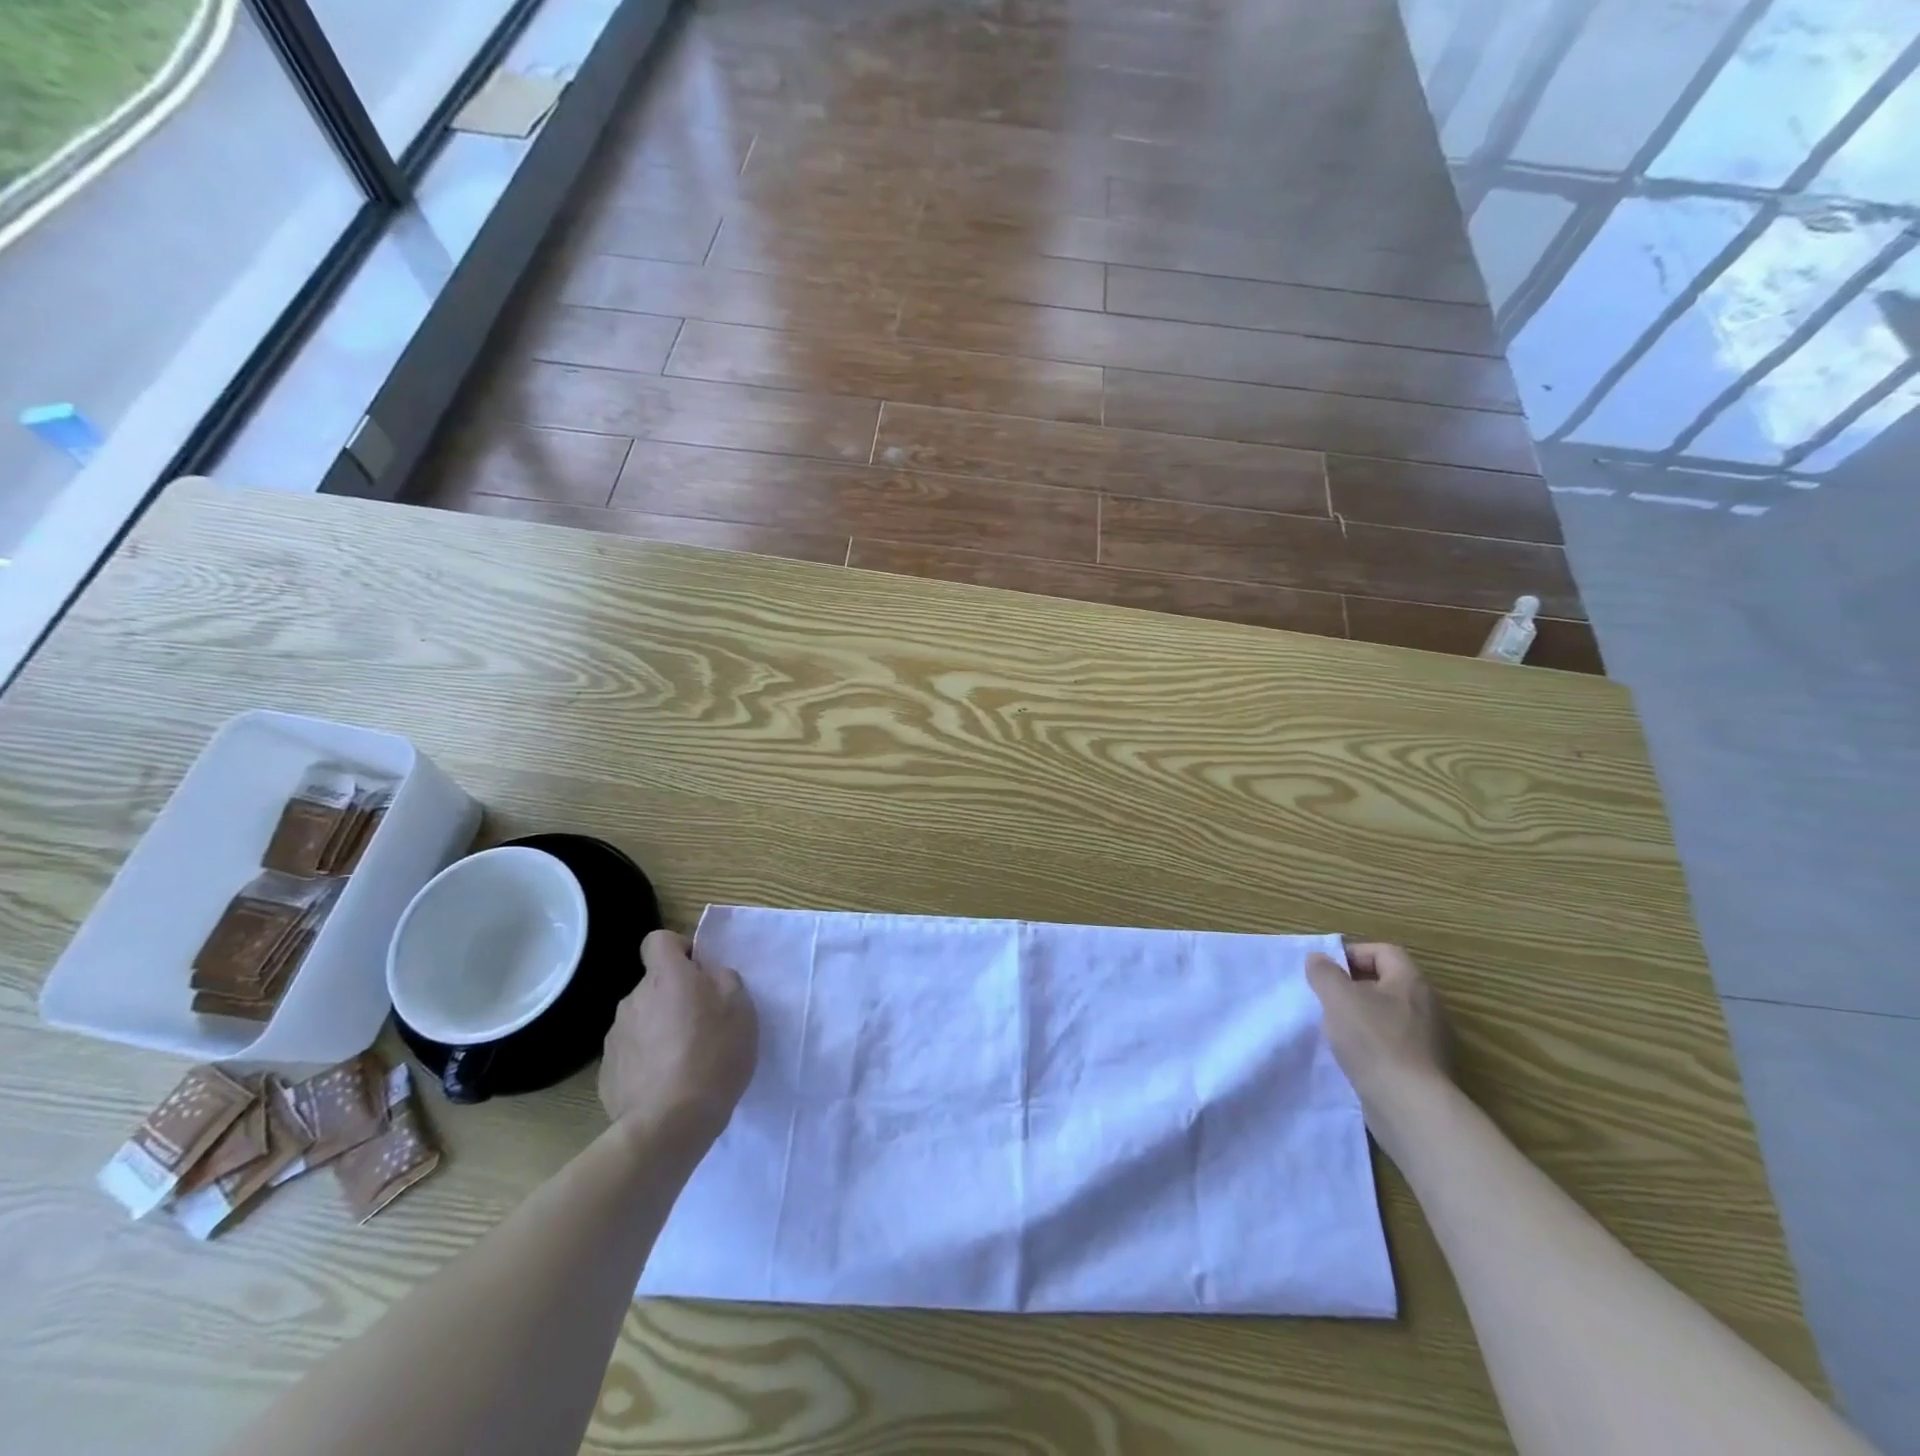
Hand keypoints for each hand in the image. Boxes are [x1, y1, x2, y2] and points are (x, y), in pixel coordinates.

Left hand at [599, 930, 757, 1145]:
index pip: (658, 940)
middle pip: (653, 985)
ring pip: (642, 1019)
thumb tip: (707, 977)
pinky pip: (631, 1054)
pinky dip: (646, 1061)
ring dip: (659, 1030)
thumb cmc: (714, 1054)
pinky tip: (665, 1084)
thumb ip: (723, 979)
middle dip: (673, 997)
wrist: (670, 1123)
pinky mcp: (607, 1073)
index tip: (698, 972)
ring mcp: (615, 1037)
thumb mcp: (741, 1007)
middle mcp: (633, 999)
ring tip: (684, 1061)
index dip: (678, 949)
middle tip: (702, 1024)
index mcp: (665, 977)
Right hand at [1307, 943, 1452, 1118]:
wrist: (1410, 1106)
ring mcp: (1430, 1041)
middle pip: (1387, 983)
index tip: (1326, 969)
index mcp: (1411, 983)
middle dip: (1354, 987)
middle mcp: (1427, 1007)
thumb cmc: (1373, 1041)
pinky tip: (1353, 1057)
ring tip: (1335, 1029)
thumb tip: (1318, 959)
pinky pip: (1394, 1045)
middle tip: (1327, 998)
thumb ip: (1324, 973)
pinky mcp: (1425, 1070)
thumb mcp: (1338, 997)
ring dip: (1361, 1018)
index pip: (1384, 952)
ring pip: (1389, 1016)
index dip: (1353, 953)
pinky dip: (1372, 1045)